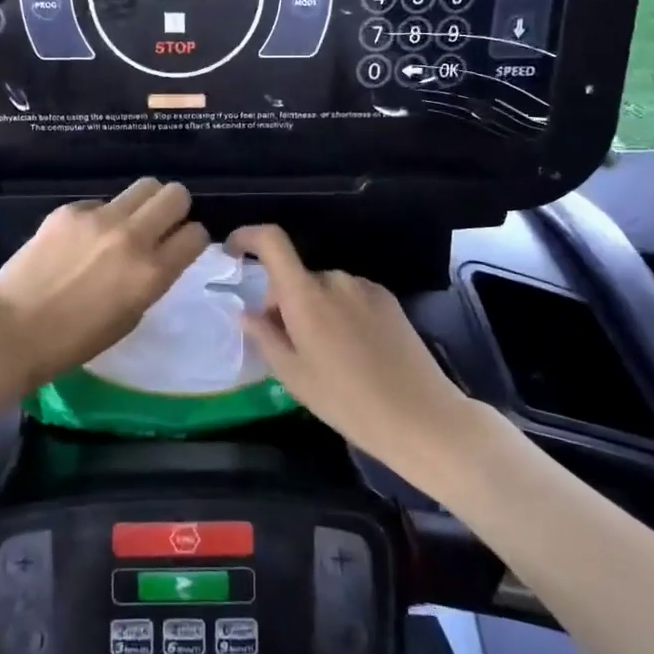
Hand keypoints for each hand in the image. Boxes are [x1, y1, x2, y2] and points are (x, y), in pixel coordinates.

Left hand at [0, 178, 209, 386]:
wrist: (12, 330)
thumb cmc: (74, 340)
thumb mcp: (130, 316)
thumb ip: (151, 279)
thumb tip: (159, 254)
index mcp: (151, 273)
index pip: (196, 234)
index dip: (192, 239)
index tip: (180, 246)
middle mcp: (132, 237)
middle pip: (176, 195)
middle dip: (175, 208)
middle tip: (159, 225)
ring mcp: (99, 218)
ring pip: (144, 185)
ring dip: (144, 203)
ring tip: (127, 223)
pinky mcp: (70, 209)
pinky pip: (101, 202)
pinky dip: (101, 216)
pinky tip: (81, 239)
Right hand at [227, 224, 474, 482]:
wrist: (420, 416)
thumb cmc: (347, 401)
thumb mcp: (294, 376)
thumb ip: (265, 336)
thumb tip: (246, 313)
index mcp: (305, 295)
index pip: (271, 242)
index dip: (247, 237)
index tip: (233, 253)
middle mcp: (334, 279)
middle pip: (296, 277)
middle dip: (283, 302)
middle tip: (288, 346)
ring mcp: (365, 287)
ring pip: (322, 288)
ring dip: (313, 309)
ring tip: (325, 355)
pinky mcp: (387, 298)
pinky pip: (349, 295)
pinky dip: (339, 312)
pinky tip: (353, 351)